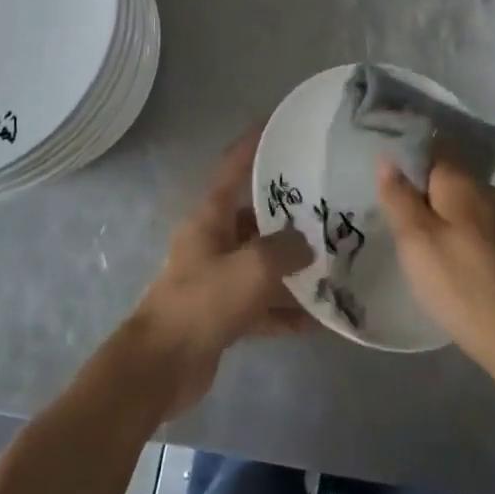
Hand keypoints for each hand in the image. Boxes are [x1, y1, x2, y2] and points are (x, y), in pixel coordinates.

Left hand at [127, 127, 313, 418]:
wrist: (161, 366)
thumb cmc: (203, 302)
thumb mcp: (253, 267)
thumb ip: (286, 249)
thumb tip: (307, 245)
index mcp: (210, 218)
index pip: (232, 170)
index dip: (252, 146)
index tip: (277, 127)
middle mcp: (212, 242)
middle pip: (255, 220)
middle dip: (289, 217)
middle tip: (328, 210)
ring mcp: (217, 280)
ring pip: (261, 264)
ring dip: (292, 268)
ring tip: (333, 265)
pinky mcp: (222, 315)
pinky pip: (261, 304)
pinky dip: (285, 310)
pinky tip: (319, 319)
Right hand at [377, 159, 494, 367]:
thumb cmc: (460, 283)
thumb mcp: (416, 240)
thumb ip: (399, 196)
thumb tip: (388, 158)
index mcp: (461, 180)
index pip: (430, 144)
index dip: (403, 150)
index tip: (378, 164)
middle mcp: (484, 189)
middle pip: (443, 171)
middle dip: (415, 181)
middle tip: (382, 200)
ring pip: (455, 198)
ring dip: (431, 206)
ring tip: (402, 226)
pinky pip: (467, 220)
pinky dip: (448, 226)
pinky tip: (434, 248)